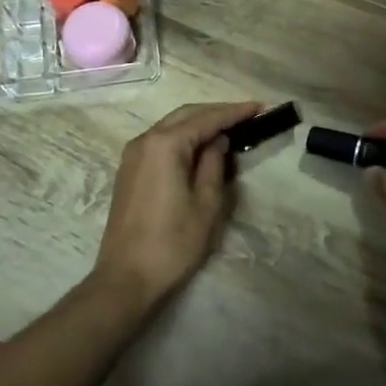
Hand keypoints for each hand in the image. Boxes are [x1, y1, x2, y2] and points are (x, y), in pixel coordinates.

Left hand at [94, 101, 260, 308]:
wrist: (126, 278)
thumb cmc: (173, 243)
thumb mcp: (206, 204)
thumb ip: (214, 164)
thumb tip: (218, 142)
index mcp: (165, 144)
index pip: (206, 119)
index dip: (234, 112)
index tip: (259, 107)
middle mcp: (144, 140)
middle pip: (185, 115)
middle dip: (216, 113)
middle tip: (246, 115)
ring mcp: (132, 155)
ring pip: (170, 126)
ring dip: (199, 124)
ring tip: (228, 128)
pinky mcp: (129, 171)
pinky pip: (160, 142)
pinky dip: (183, 138)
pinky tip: (200, 147)